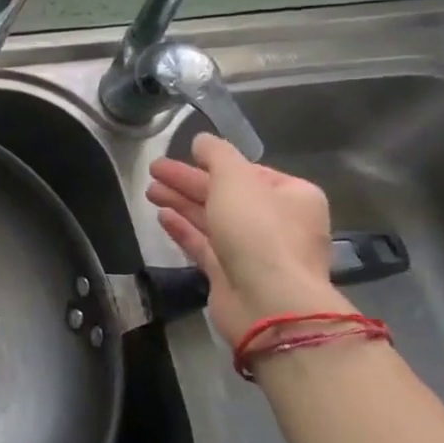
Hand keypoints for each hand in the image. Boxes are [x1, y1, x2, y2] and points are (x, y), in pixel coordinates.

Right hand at [146, 133, 348, 342]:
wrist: (268, 302)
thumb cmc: (259, 230)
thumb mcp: (236, 178)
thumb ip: (217, 155)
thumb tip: (202, 140)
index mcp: (293, 196)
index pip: (250, 172)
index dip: (214, 163)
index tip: (183, 155)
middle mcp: (278, 222)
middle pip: (226, 194)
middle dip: (189, 181)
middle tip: (154, 170)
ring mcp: (255, 251)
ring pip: (213, 219)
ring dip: (181, 202)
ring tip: (150, 190)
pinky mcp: (231, 275)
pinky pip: (204, 245)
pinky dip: (184, 229)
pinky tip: (161, 216)